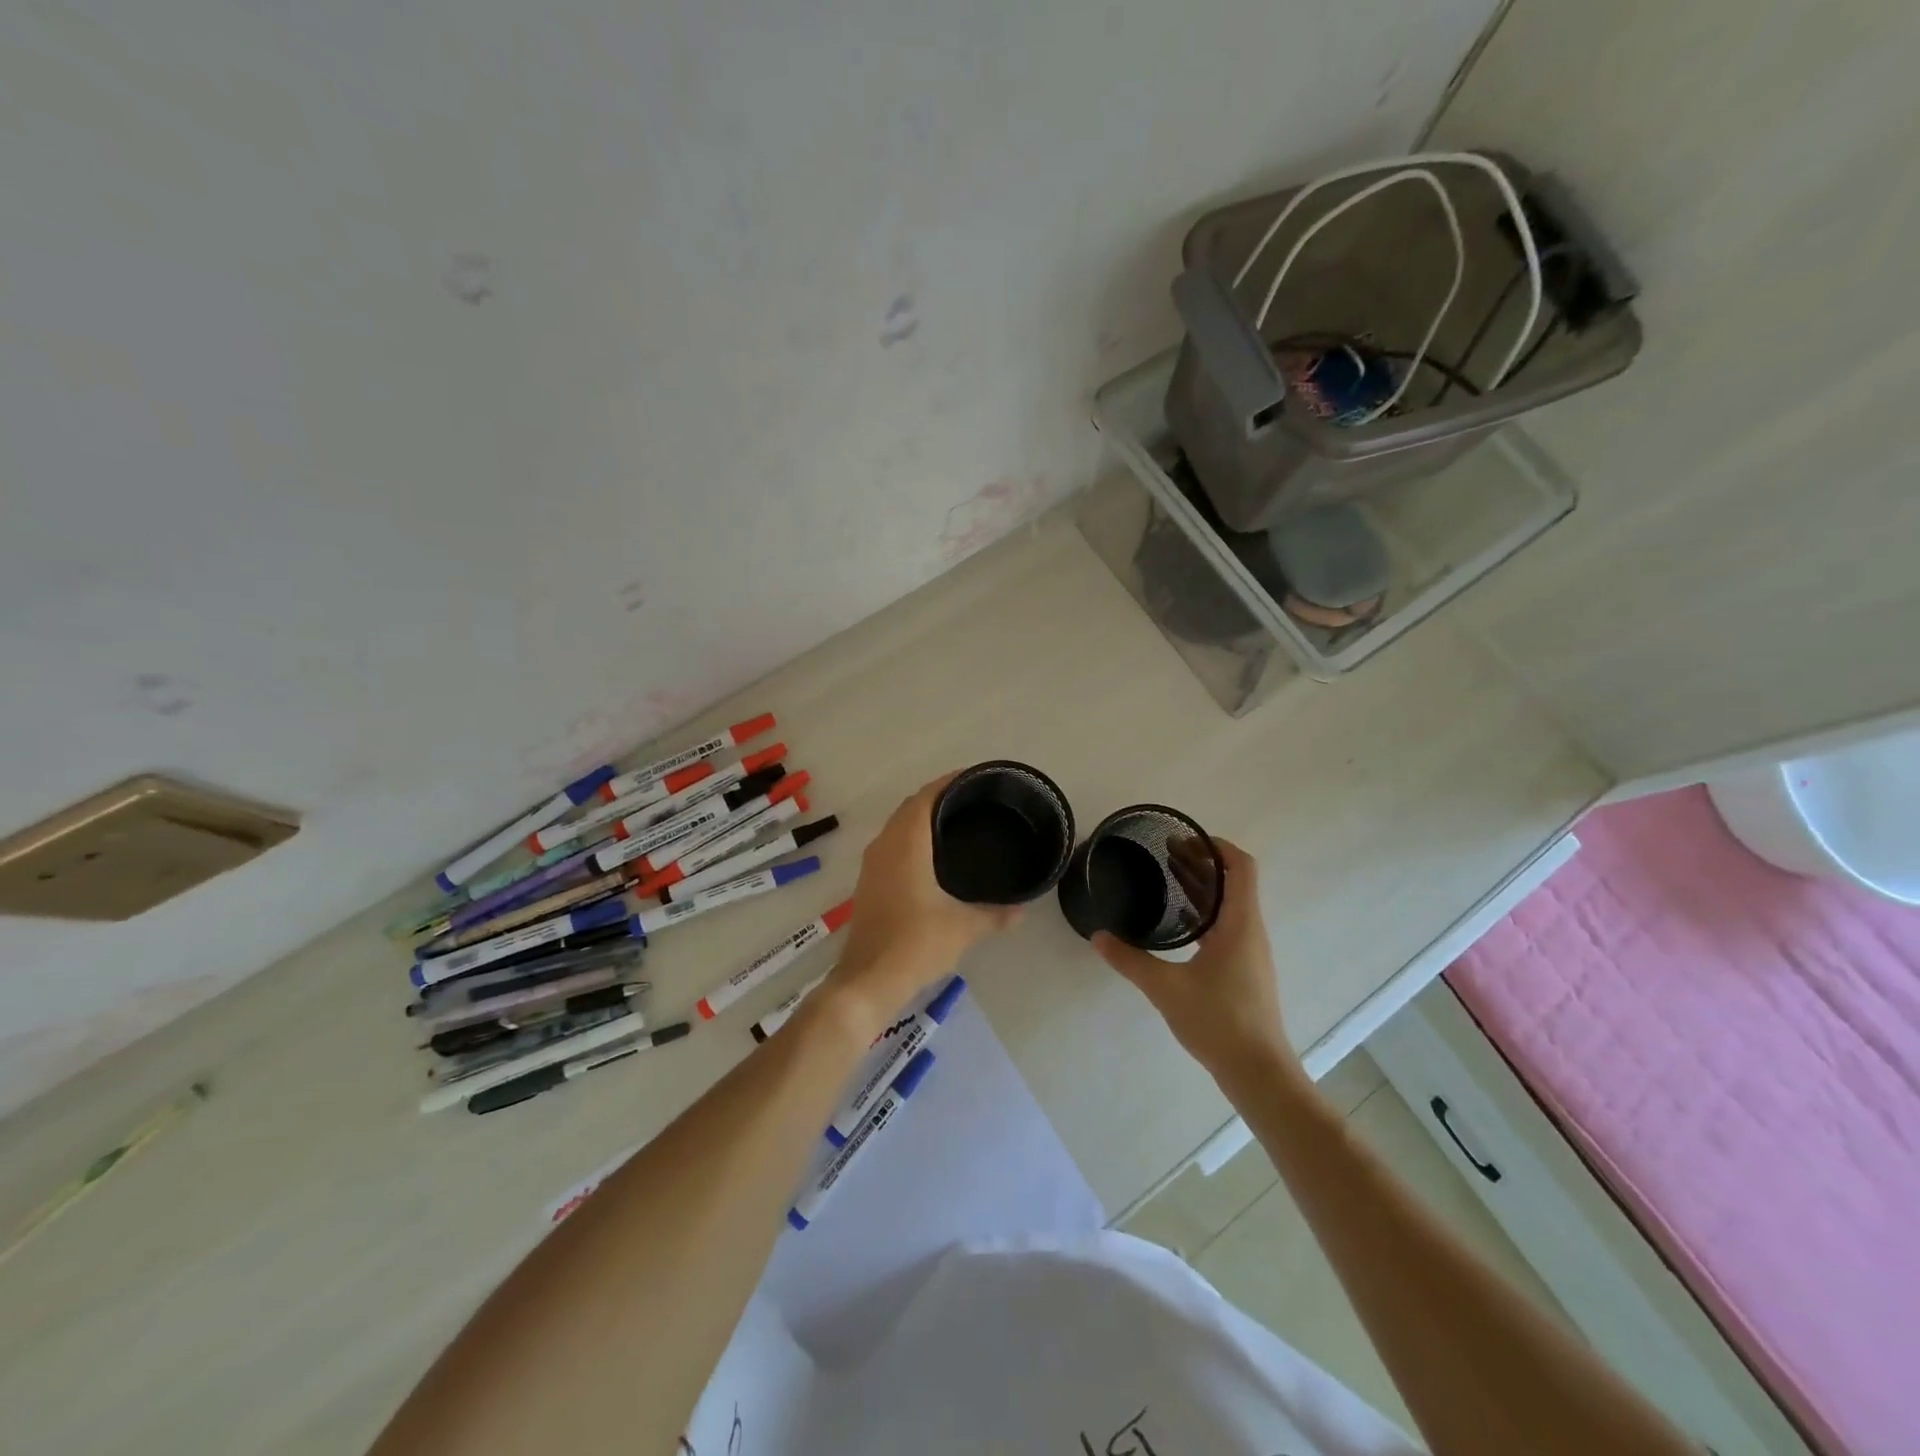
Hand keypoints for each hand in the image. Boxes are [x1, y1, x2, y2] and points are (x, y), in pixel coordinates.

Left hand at [824, 773, 1021, 1028]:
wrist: (868, 981)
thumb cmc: (916, 944)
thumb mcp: (964, 928)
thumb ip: (995, 914)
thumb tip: (1022, 909)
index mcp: (906, 844)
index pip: (926, 797)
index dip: (948, 782)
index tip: (975, 779)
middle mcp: (884, 845)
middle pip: (910, 807)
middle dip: (938, 798)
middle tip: (972, 801)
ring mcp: (872, 865)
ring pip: (898, 827)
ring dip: (921, 818)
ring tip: (956, 823)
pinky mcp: (868, 883)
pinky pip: (891, 845)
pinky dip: (911, 839)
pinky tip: (932, 856)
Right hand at [1092, 838, 1296, 1085]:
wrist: (1259, 1072)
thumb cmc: (1219, 1021)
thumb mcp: (1166, 988)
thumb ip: (1130, 960)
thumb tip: (1098, 936)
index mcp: (1240, 924)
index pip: (1241, 867)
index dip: (1217, 846)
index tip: (1185, 838)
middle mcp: (1250, 931)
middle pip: (1233, 882)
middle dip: (1202, 862)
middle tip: (1166, 852)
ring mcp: (1250, 952)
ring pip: (1229, 905)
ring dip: (1203, 886)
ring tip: (1168, 876)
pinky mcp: (1245, 970)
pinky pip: (1226, 925)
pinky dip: (1204, 911)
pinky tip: (1179, 920)